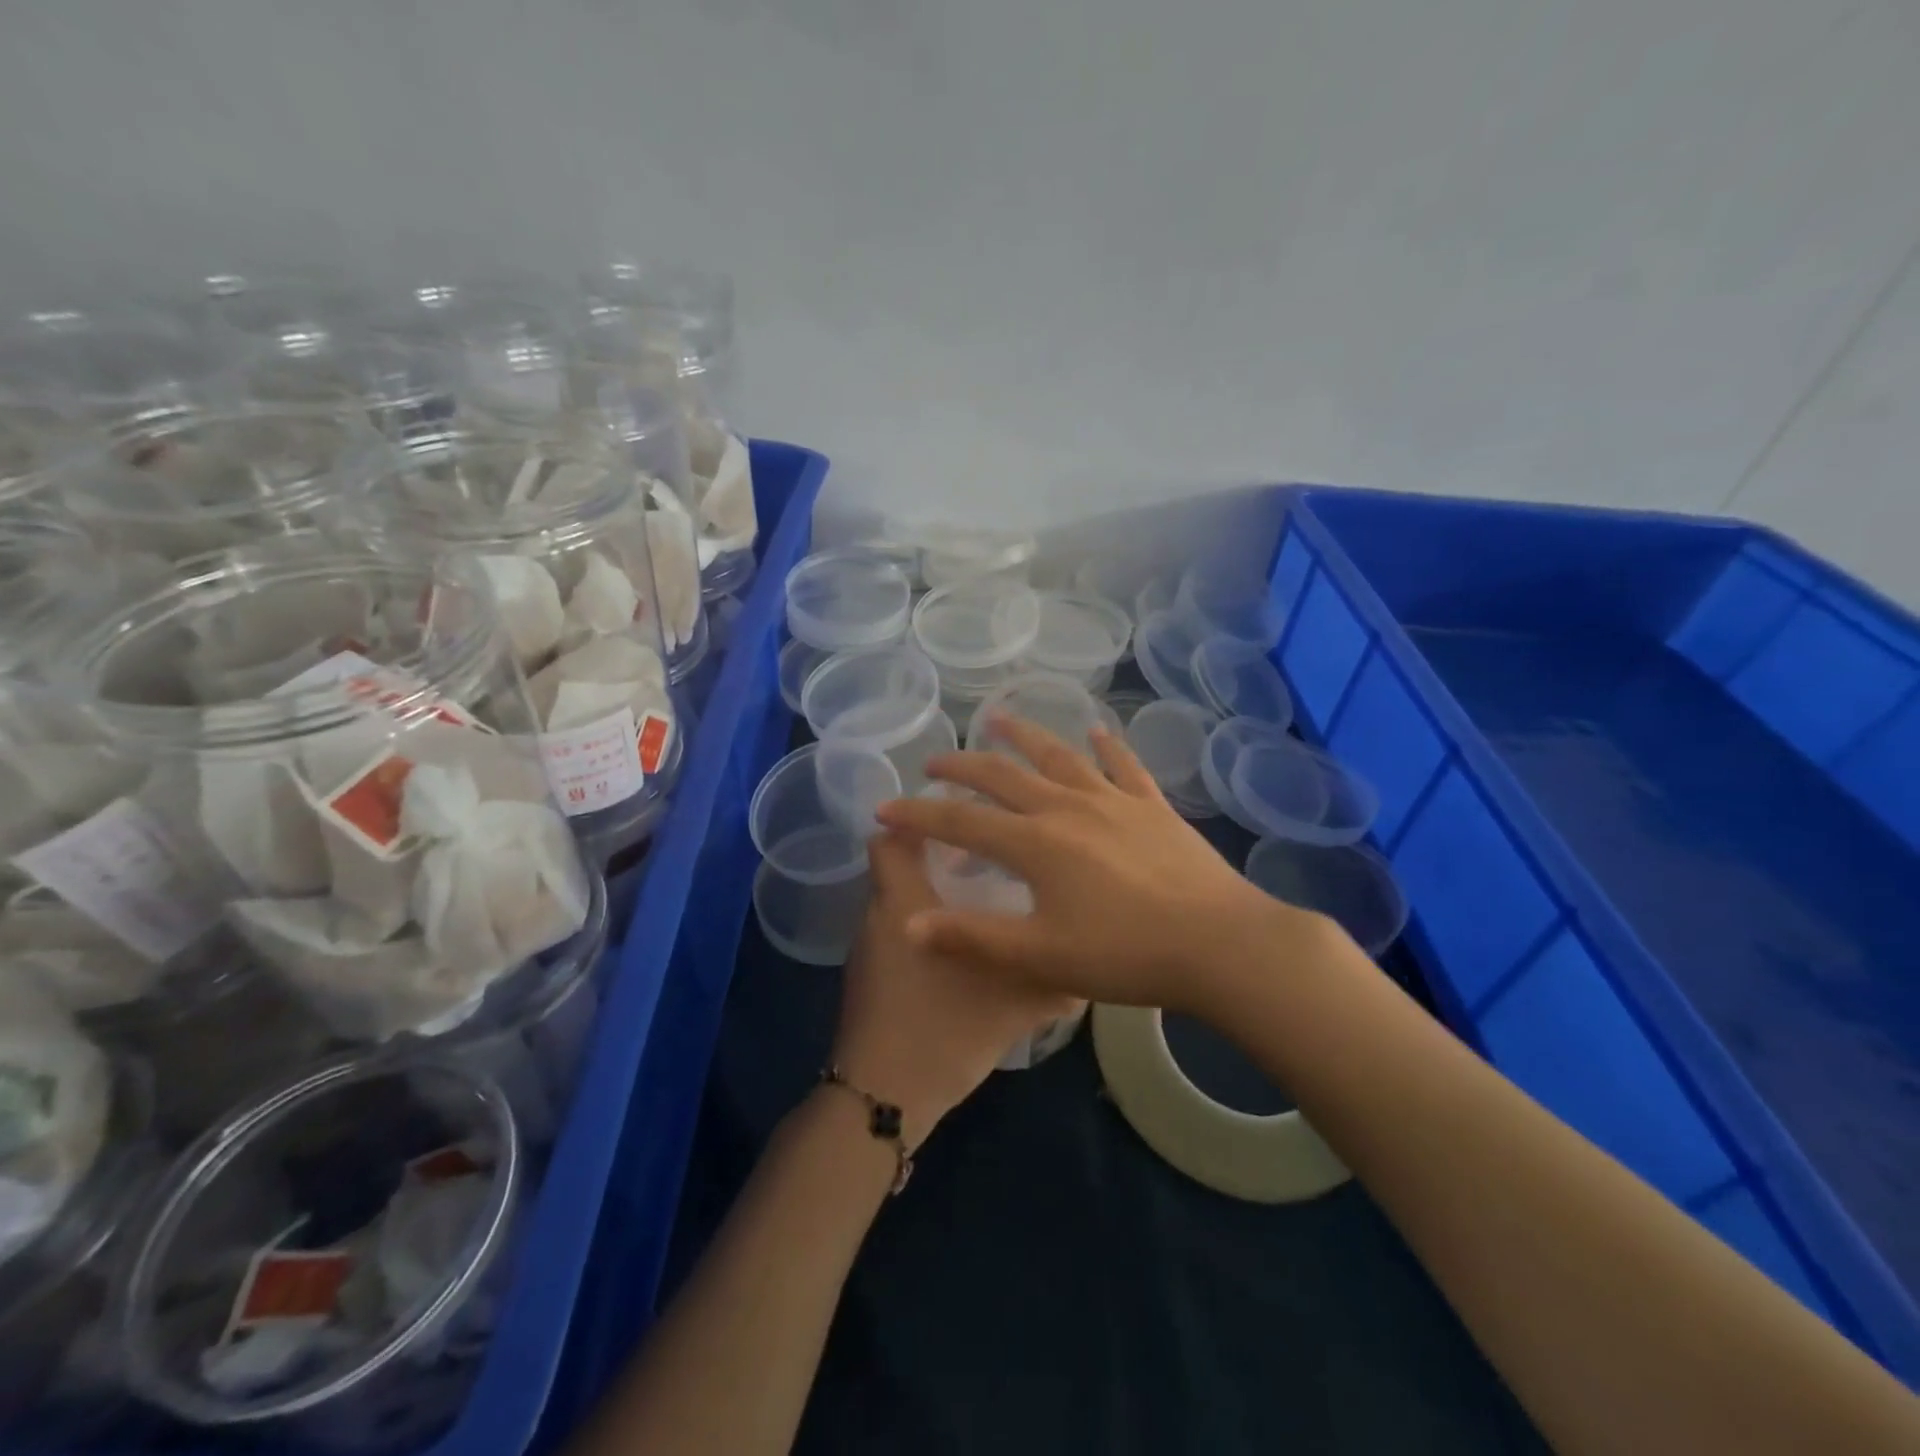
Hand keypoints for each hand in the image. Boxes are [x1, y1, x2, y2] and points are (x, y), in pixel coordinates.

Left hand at [831, 827, 1078, 1147]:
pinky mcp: (870, 978)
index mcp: (904, 902)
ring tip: (983, 897)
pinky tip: (963, 949)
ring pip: (899, 899)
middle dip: (937, 854)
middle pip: (898, 864)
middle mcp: (879, 915)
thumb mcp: (1014, 1003)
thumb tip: (1091, 965)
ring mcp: (869, 949)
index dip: (917, 818)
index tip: (961, 815)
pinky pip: (898, 931)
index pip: (889, 836)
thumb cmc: (943, 1030)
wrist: (883, 1098)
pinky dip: (926, 925)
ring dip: (932, 892)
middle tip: (990, 856)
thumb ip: (1056, 979)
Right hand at [874, 715, 1313, 1015]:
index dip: (919, 814)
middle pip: (1004, 776)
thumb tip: (909, 923)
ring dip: (1024, 736)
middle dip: (962, 767)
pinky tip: (1097, 730)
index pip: (961, 821)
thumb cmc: (1126, 954)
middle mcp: (1067, 807)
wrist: (1220, 944)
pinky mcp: (1152, 806)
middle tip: (934, 760)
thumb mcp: (1041, 956)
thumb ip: (973, 937)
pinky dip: (1106, 746)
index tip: (885, 808)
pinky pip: (1123, 766)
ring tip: (999, 718)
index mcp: (1036, 843)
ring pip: (1058, 757)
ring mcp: (1113, 800)